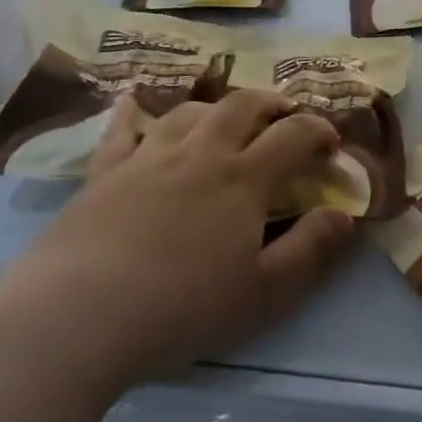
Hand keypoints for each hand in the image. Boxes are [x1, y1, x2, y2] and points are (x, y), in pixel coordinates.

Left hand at [21, 90, 354, 389]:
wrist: (76, 317)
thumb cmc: (181, 309)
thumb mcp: (265, 293)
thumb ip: (311, 250)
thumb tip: (344, 215)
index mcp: (243, 180)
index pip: (294, 135)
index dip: (319, 132)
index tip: (331, 147)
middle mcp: (200, 154)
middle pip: (243, 106)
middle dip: (272, 105)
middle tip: (284, 119)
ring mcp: (147, 158)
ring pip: (190, 111)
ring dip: (217, 109)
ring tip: (225, 122)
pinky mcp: (103, 174)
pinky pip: (122, 130)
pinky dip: (133, 113)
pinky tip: (133, 105)